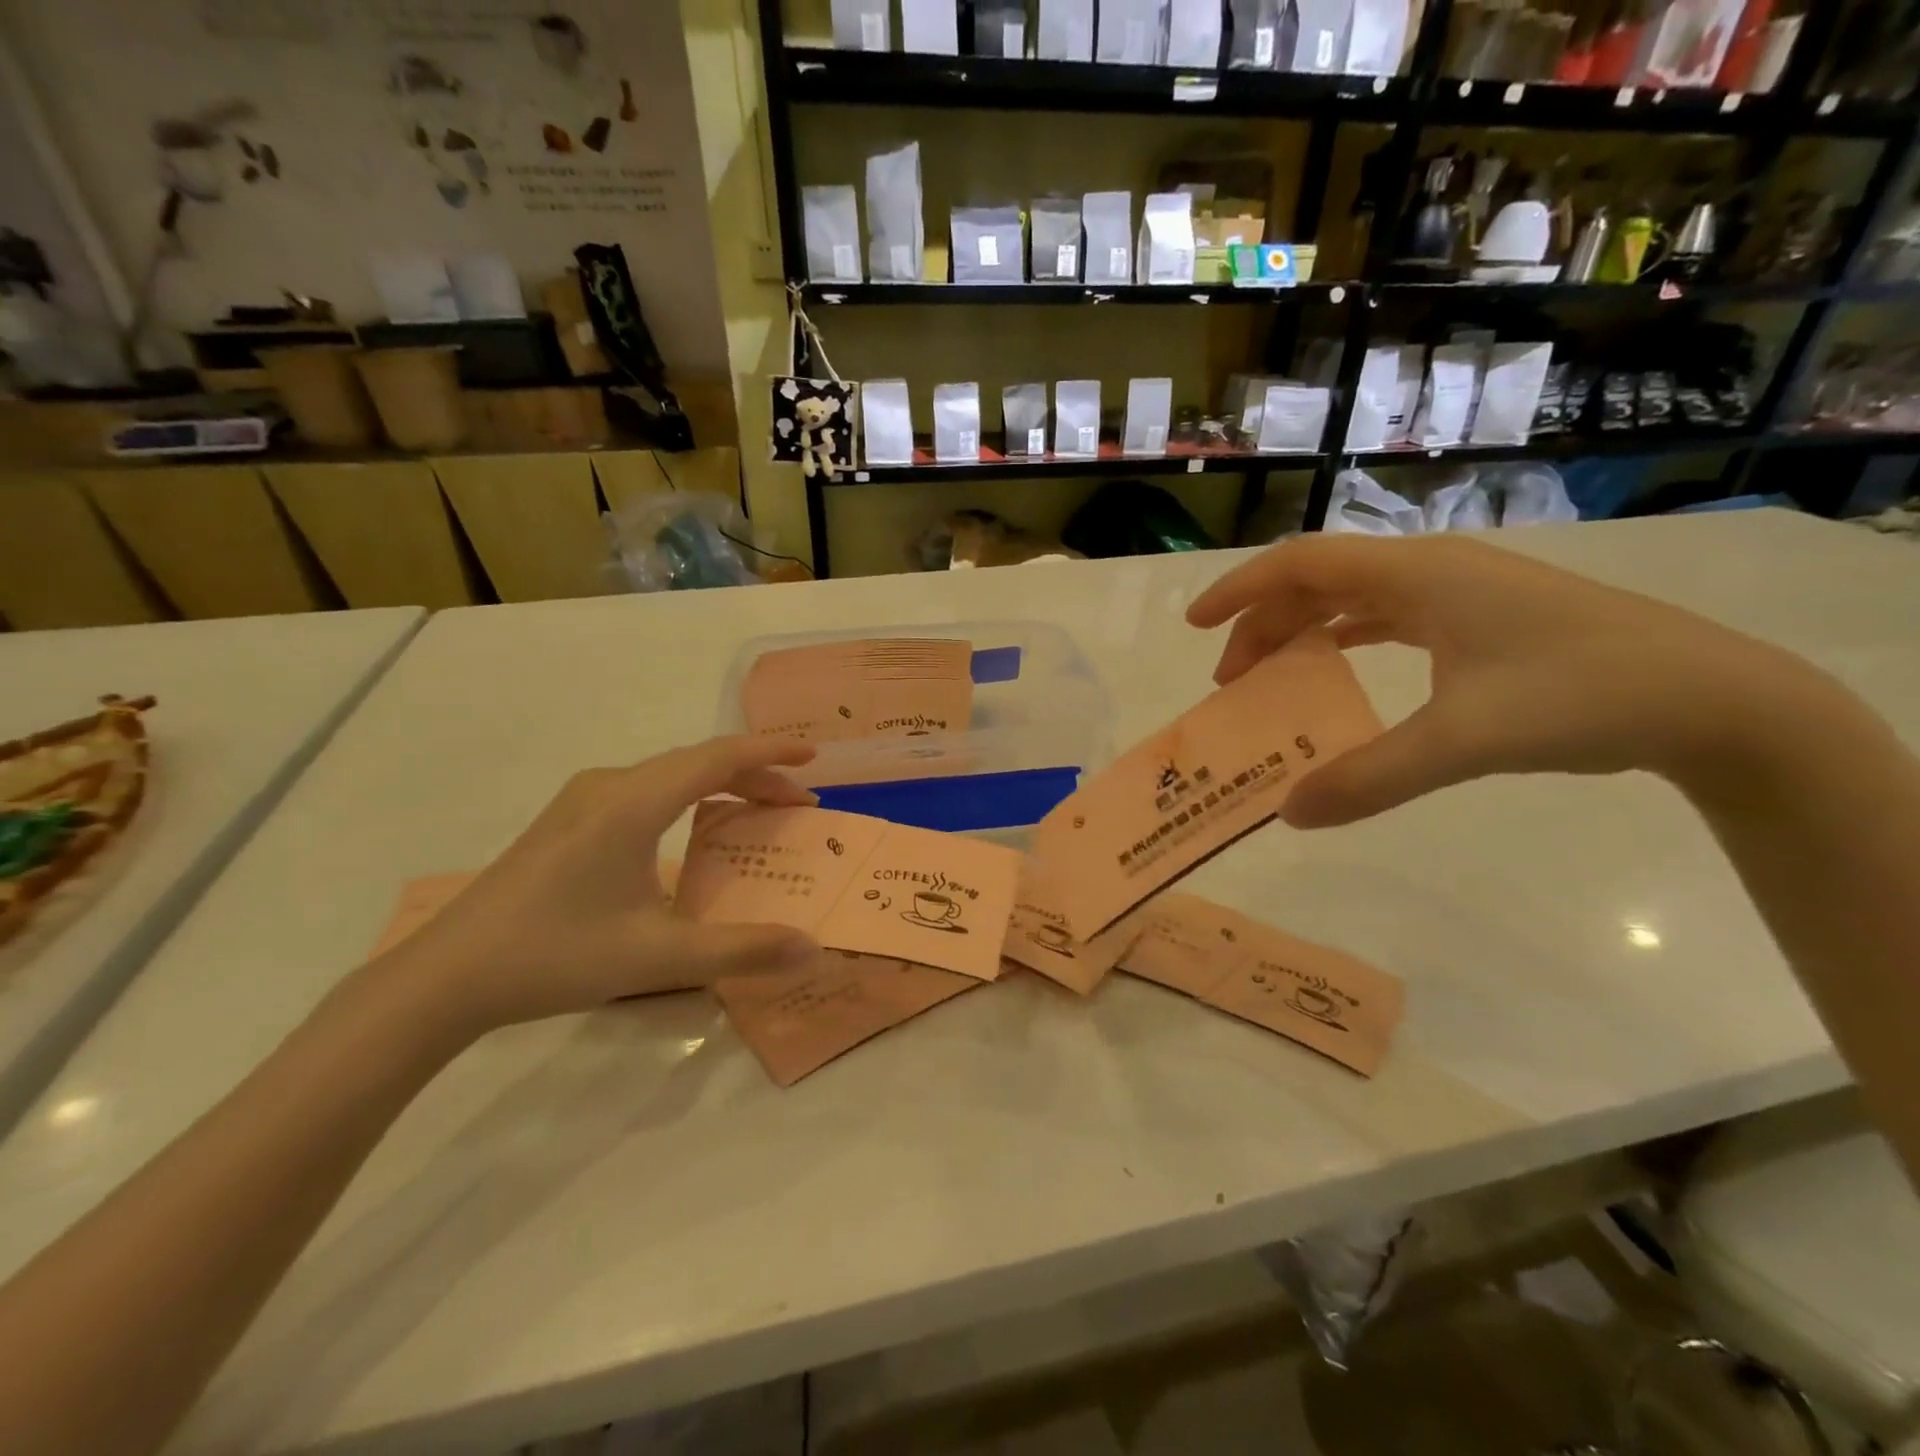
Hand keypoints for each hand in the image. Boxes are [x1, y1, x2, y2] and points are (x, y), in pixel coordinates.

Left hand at [378, 736, 821, 1034]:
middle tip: (799, 804)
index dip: (770, 751)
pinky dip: (689, 797)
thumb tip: (811, 947)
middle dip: (755, 774)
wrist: (444, 978)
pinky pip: (646, 789)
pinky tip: (695, 831)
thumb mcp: (657, 957)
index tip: (813, 755)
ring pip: (670, 774)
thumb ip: (741, 950)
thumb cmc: (554, 957)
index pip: (717, 758)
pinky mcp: (568, 820)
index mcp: (633, 803)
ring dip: (721, 785)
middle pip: (698, 761)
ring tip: (758, 812)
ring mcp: (583, 800)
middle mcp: (609, 786)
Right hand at [1187, 533, 1838, 827]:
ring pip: (1353, 599)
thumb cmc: (1583, 696)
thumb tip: (1288, 814)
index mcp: (1417, 576)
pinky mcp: (1481, 617)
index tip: (1195, 626)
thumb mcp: (1464, 742)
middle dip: (1263, 625)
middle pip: (1319, 582)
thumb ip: (1370, 778)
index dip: (1239, 591)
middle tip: (1231, 681)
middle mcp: (1430, 570)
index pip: (1301, 564)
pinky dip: (1346, 640)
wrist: (1717, 699)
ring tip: (1271, 678)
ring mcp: (1460, 591)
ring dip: (1302, 632)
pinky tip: (1339, 668)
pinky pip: (1388, 616)